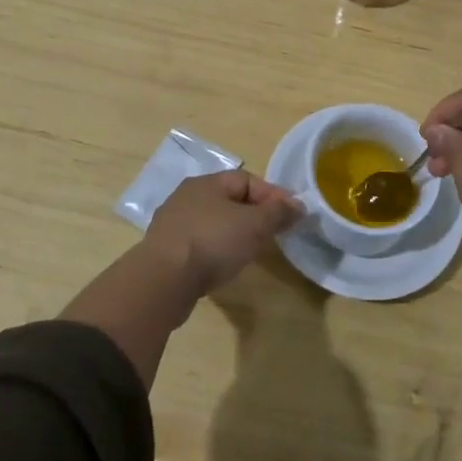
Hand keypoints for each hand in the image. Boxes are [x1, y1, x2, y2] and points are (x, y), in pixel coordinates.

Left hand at [143, 170, 301, 294]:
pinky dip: (216, 250)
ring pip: (213, 222)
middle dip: (254, 215)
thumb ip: (278, 213)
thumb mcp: (254, 225)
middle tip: (272, 234)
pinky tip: (223, 266)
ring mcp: (173, 224)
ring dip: (234, 234)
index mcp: (206, 183)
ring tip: (251, 253)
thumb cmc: (212, 242)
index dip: (272, 195)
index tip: (291, 215)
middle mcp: (187, 197)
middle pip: (229, 200)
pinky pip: (199, 243)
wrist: (163, 281)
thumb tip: (298, 205)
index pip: (246, 180)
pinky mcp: (166, 251)